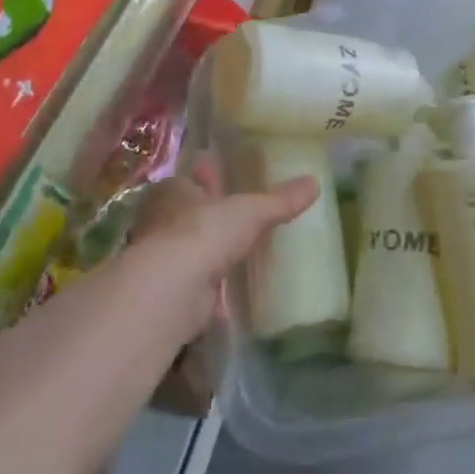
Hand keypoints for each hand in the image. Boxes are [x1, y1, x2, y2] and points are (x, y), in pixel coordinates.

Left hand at [118, 153, 317, 346]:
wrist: (174, 289)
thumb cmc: (205, 231)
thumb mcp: (251, 210)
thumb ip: (280, 200)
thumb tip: (315, 182)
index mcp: (171, 192)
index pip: (186, 182)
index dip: (203, 182)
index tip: (221, 185)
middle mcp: (158, 222)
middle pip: (184, 216)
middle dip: (205, 218)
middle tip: (232, 219)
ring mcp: (159, 259)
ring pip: (186, 249)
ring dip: (205, 252)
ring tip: (234, 252)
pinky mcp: (167, 291)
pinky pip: (191, 282)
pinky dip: (206, 285)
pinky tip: (225, 287)